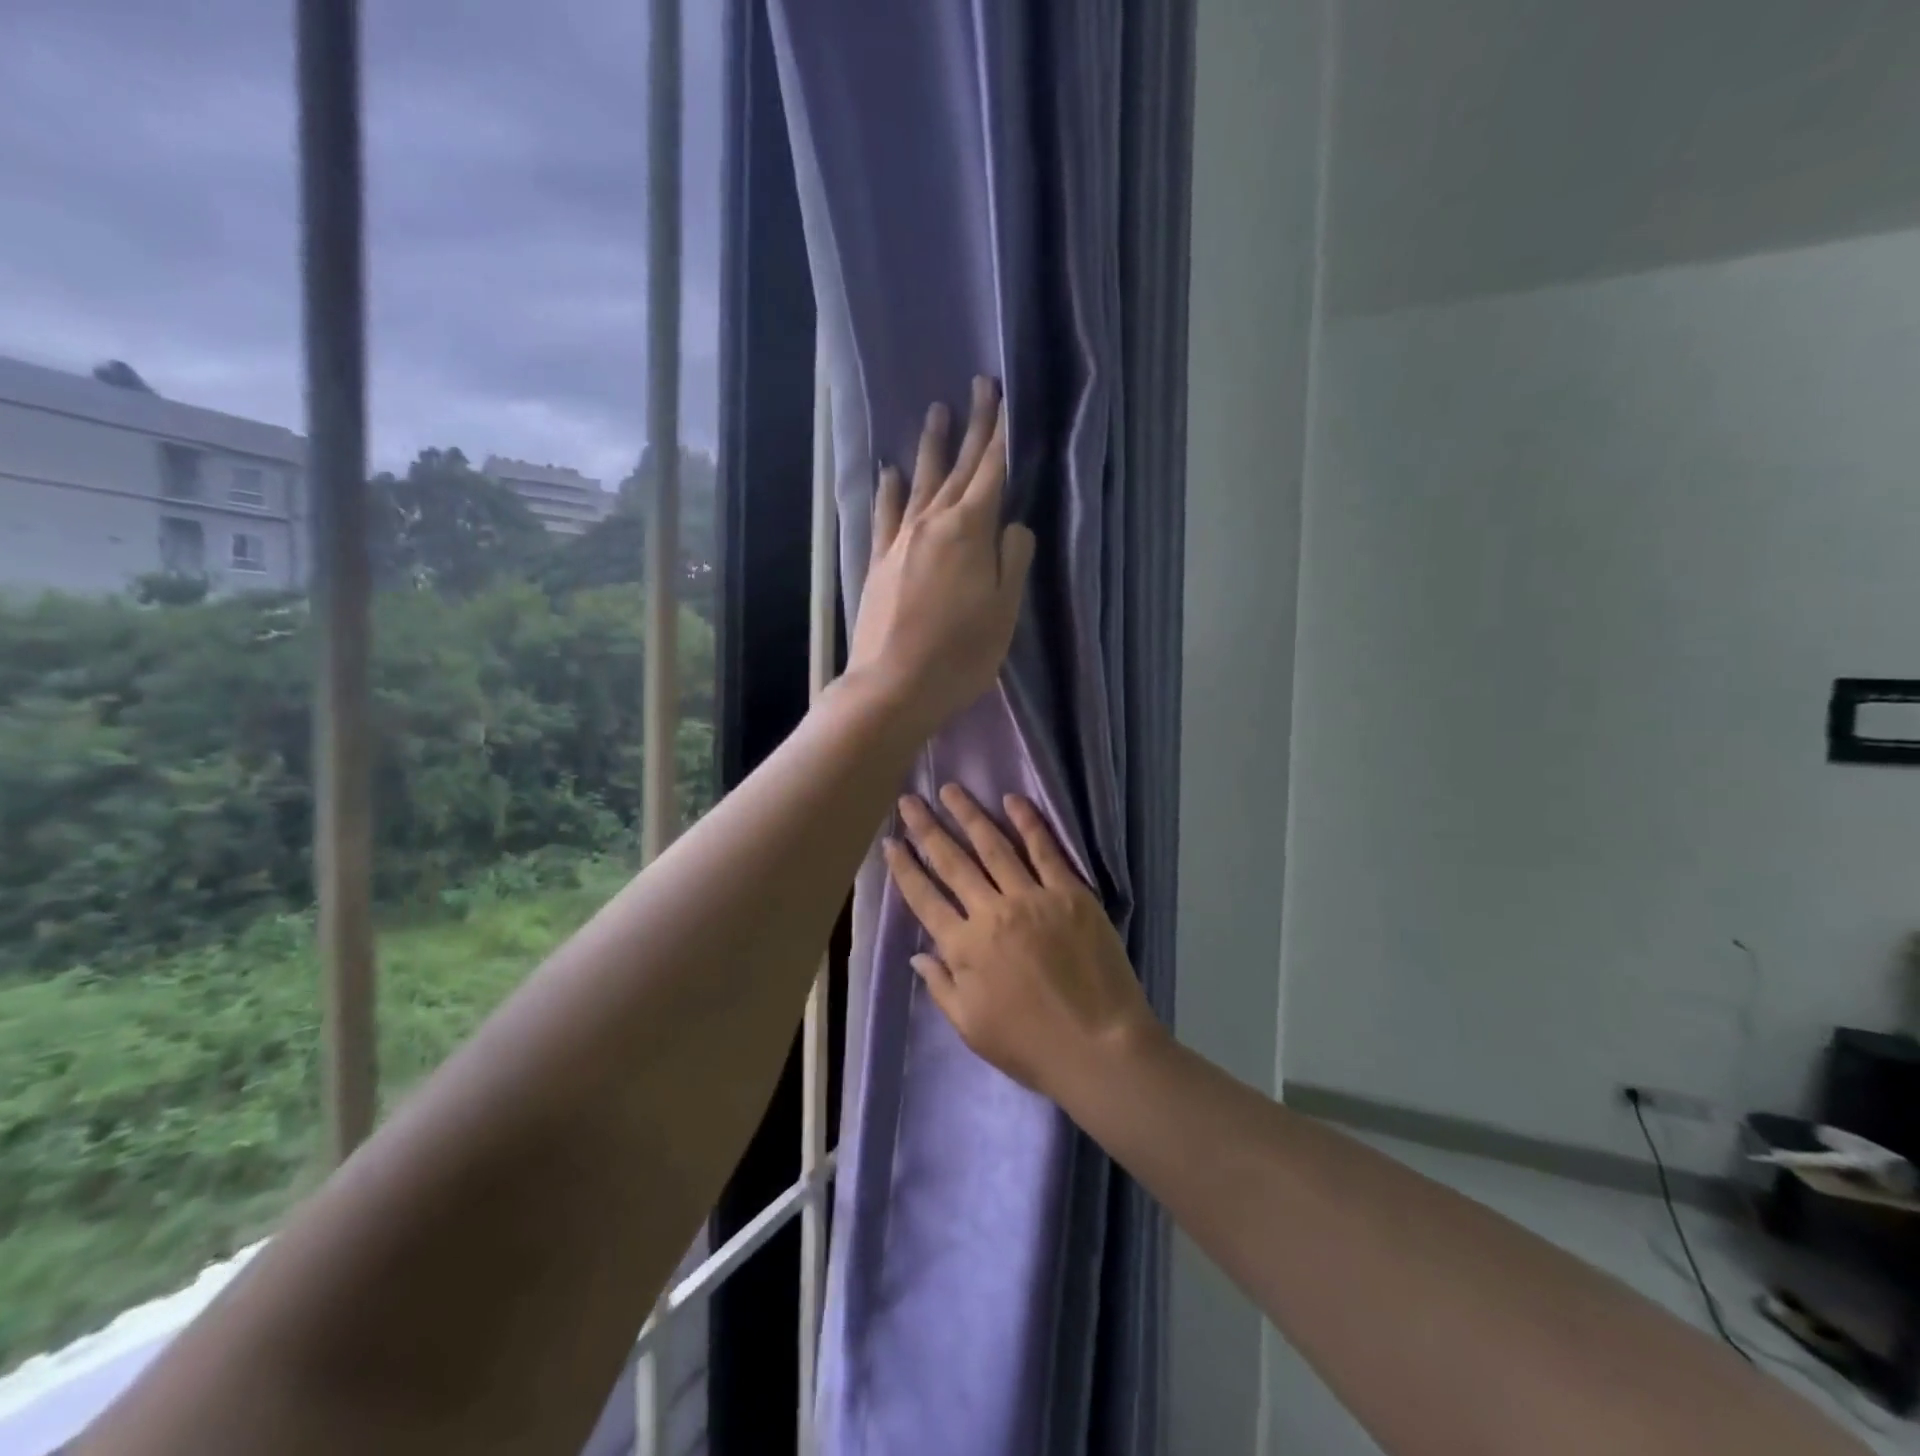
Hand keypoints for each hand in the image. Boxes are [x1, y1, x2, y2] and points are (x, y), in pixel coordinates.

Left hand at [846, 379, 1036, 735]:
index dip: (1002, 435)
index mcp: (970, 532)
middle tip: (979, 385)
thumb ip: (1013, 561)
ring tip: (937, 411)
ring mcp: (901, 541)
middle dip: (974, 427)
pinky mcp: (880, 563)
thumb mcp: (1004, 612)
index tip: (1008, 398)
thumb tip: (1014, 527)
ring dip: (932, 447)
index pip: (993, 472)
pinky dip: (890, 491)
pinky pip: (886, 515)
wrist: (892, 686)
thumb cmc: (960, 655)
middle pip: (959, 468)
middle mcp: (933, 524)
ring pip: (921, 482)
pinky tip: (890, 472)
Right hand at [882, 785, 1160, 1100]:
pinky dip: (1028, 822)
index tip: (890, 843)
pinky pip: (1045, 850)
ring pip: (993, 846)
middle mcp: (991, 913)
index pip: (924, 898)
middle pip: (952, 862)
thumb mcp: (970, 1027)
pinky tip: (1012, 799)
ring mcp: (1032, 898)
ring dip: (969, 815)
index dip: (905, 868)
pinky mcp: (1070, 892)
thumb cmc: (1030, 1045)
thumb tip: (917, 952)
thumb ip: (941, 985)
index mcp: (963, 948)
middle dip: (927, 828)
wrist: (1099, 1047)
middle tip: (909, 800)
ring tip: (950, 790)